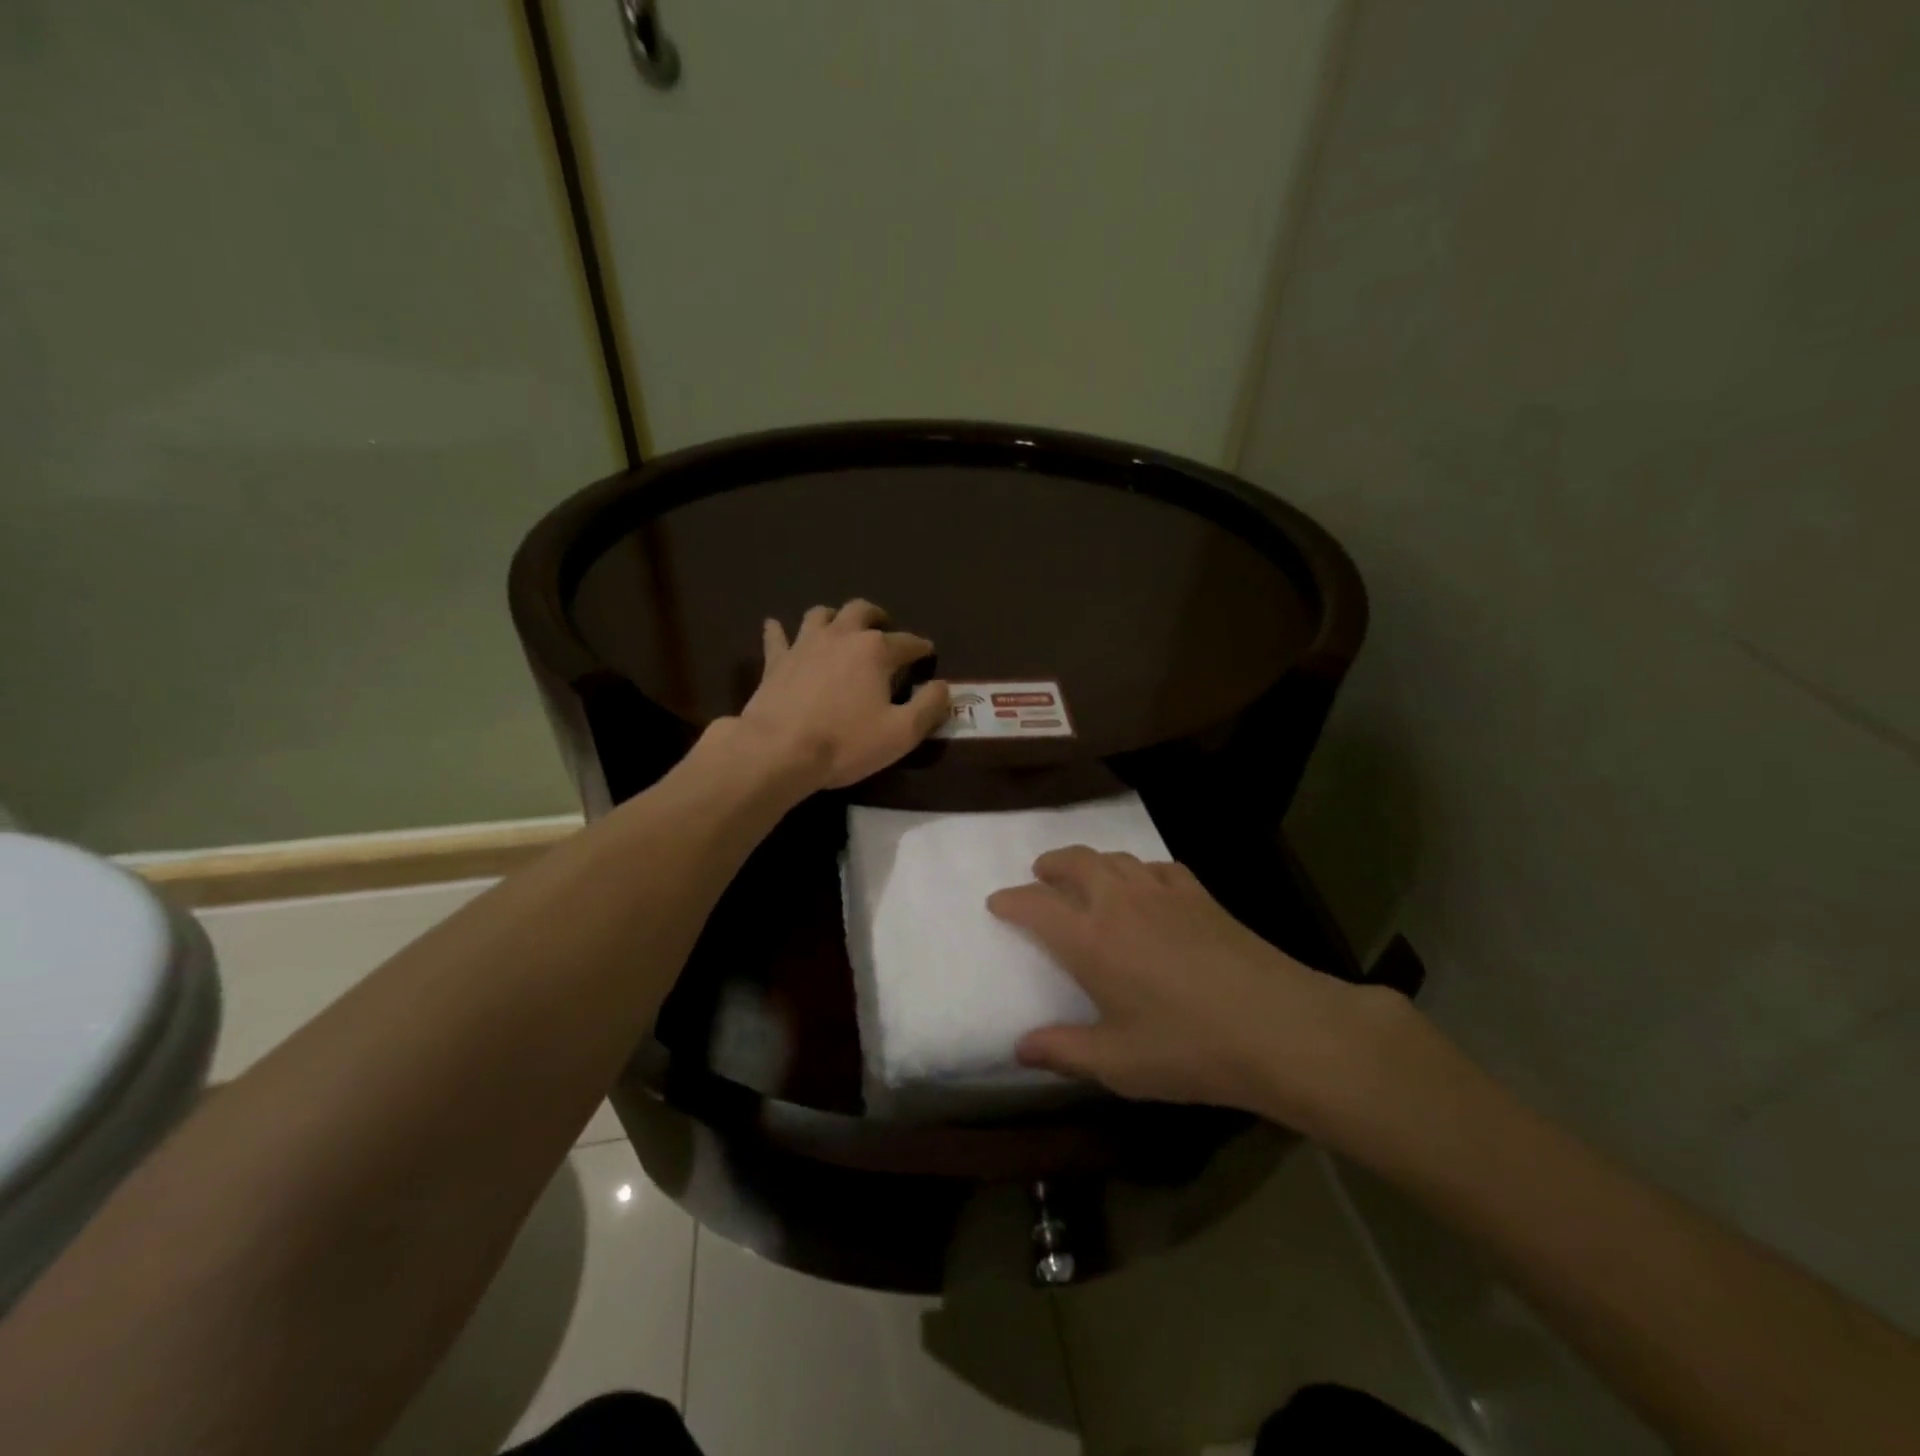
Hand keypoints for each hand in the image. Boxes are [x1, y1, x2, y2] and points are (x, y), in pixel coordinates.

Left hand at [735, 599, 949, 789]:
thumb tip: (942, 686)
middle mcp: (841, 636)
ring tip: (840, 630)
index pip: (908, 642)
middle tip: (884, 629)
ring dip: (834, 617)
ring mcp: (804, 644)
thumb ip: (929, 706)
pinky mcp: (776, 661)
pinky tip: (776, 628)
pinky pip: (777, 636)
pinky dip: (780, 631)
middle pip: (862, 611)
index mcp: (876, 650)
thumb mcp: (902, 733)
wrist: (779, 750)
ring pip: (821, 614)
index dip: (921, 648)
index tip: (927, 655)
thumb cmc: (846, 742)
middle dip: (877, 617)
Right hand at [986, 847, 1415, 1135]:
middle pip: (1075, 862)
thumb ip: (1062, 1051)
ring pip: (1116, 858)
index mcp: (1089, 939)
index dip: (1011, 901)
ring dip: (1092, 861)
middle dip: (1051, 864)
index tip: (997, 903)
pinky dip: (1139, 869)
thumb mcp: (1117, 1063)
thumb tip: (1019, 1048)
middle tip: (1040, 874)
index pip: (1035, 906)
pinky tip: (1146, 885)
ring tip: (1086, 875)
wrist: (1278, 1027)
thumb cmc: (1188, 1048)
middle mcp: (1118, 903)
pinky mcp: (1200, 895)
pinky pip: (1157, 867)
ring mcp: (1162, 892)